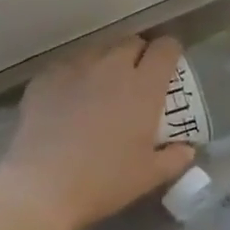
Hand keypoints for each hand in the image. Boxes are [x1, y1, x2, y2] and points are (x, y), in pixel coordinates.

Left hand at [0, 36, 196, 229]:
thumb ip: (174, 158)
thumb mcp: (149, 175)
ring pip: (98, 50)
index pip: (165, 48)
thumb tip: (187, 149)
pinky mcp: (45, 78)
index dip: (170, 52)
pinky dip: (76, 75)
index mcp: (144, 87)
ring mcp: (75, 69)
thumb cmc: (104, 181)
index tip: (169, 67)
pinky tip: (70, 98)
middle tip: (138, 80)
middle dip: (139, 54)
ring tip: (103, 86)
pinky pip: (67, 65)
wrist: (42, 186)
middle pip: (132, 42)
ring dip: (107, 62)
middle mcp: (111, 68)